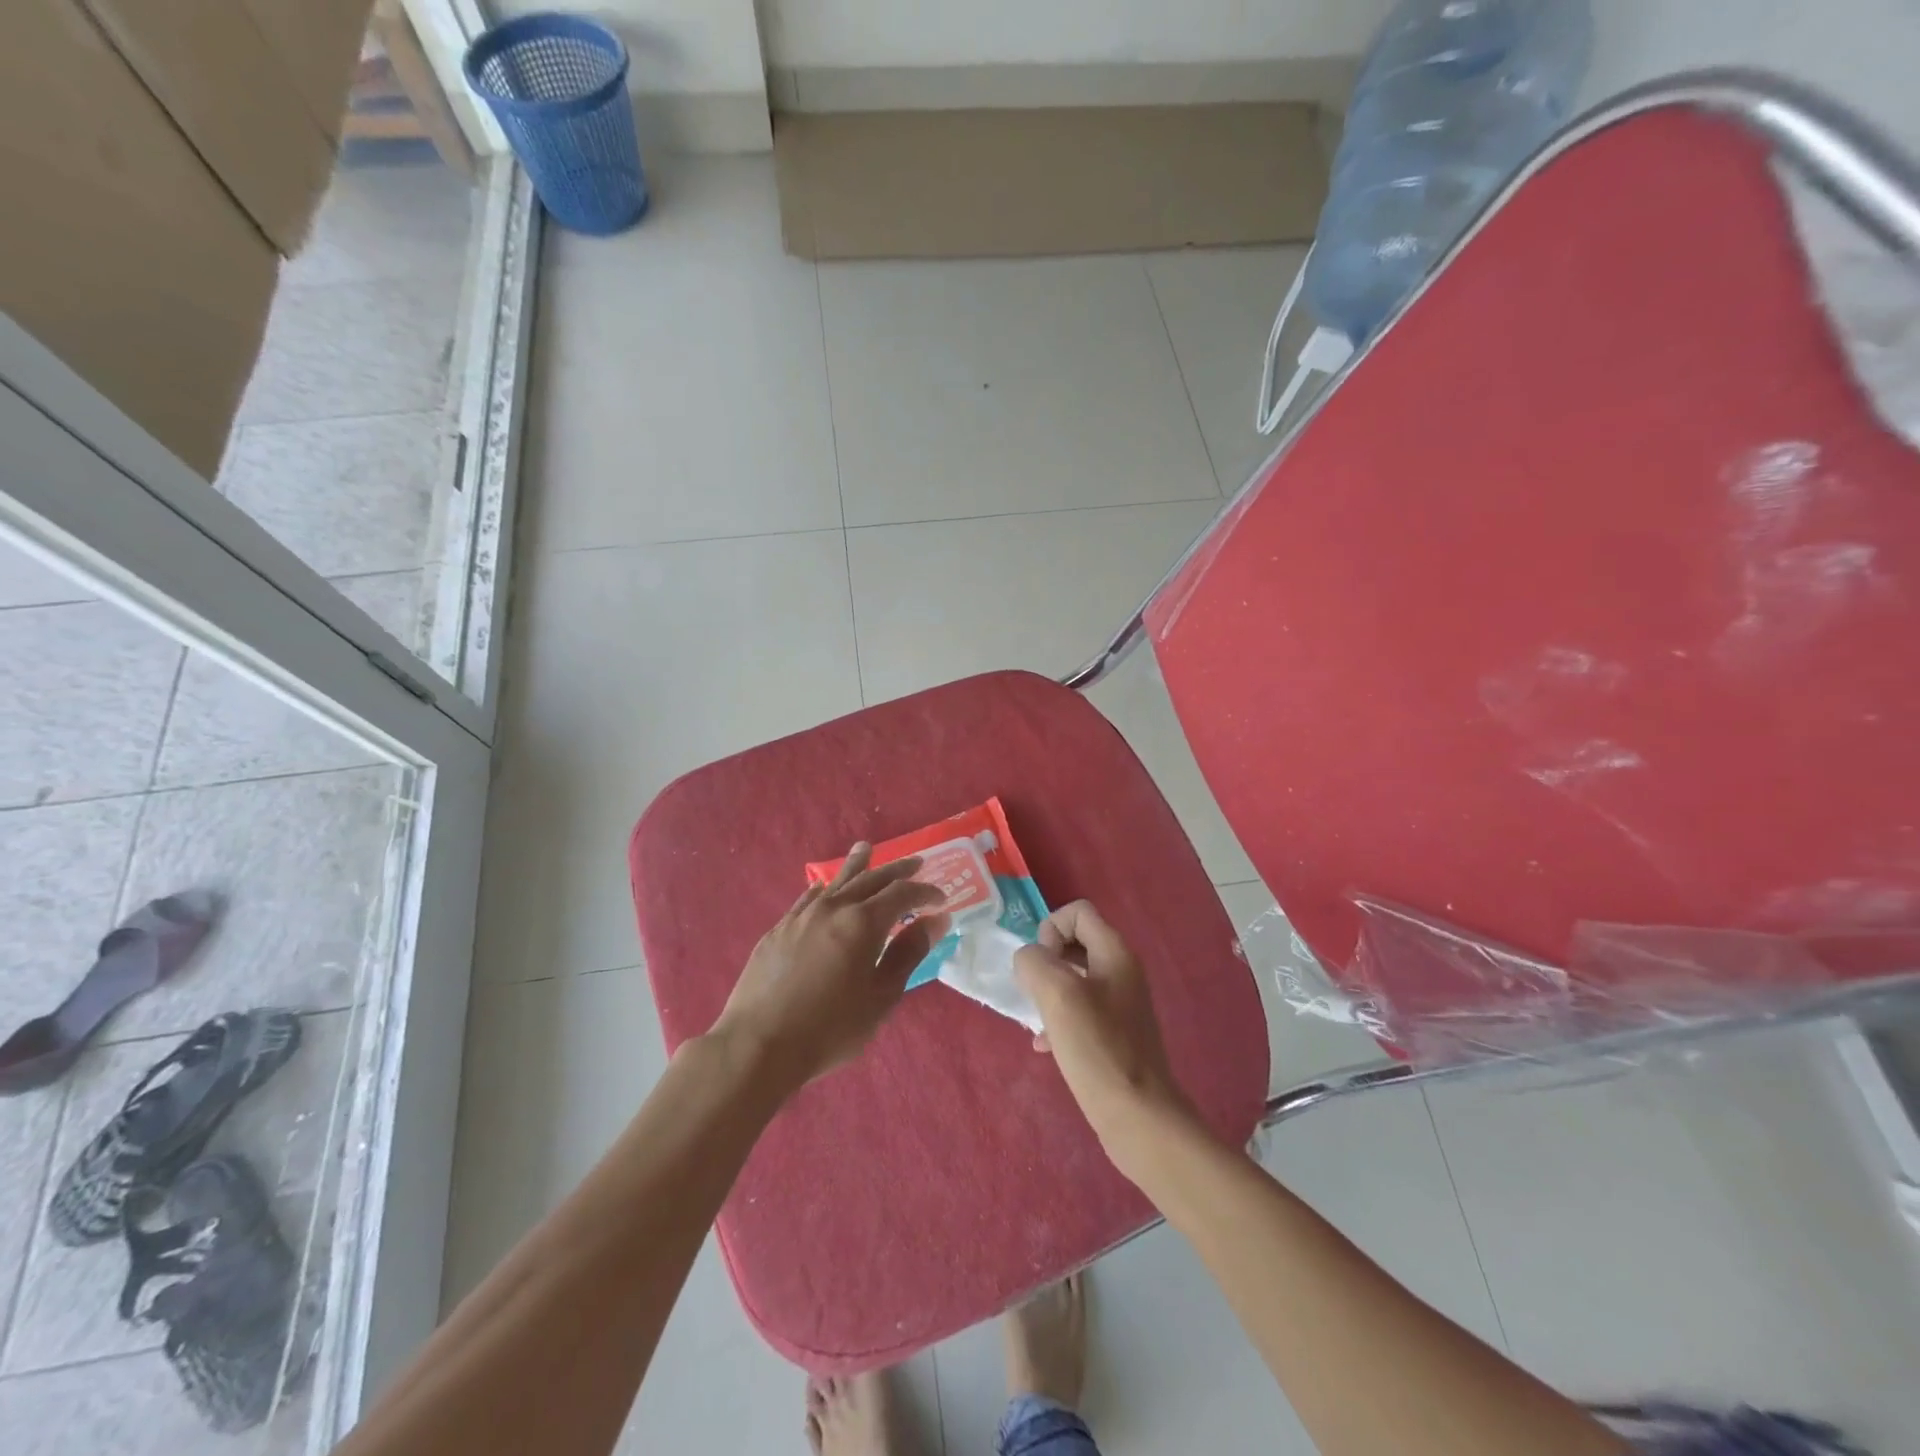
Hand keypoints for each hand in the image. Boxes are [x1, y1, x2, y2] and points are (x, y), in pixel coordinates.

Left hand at [712, 843, 948, 1090]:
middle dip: (897, 871)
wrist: (758, 1044)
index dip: (924, 892)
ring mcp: (801, 916)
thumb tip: (935, 920)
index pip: (901, 893)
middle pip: (870, 879)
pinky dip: (824, 889)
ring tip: (866, 849)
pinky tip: (824, 889)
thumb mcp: (881, 996)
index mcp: (863, 922)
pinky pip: (808, 898)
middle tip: (917, 863)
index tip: (941, 900)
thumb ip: (909, 953)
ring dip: (856, 865)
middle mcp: (833, 908)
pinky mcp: (779, 930)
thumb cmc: (830, 1028)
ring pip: (835, 882)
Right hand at [1014, 901, 1197, 1180]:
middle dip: (1046, 961)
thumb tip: (1029, 960)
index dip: (1050, 928)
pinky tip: (1046, 1045)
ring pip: (1074, 979)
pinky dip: (1059, 1019)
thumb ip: (1035, 963)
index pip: (1078, 912)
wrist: (1138, 1117)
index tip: (1041, 964)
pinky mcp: (1116, 1034)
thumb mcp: (1058, 994)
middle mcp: (1122, 971)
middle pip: (1075, 942)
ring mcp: (1121, 1003)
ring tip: (1036, 1019)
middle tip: (1033, 991)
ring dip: (1048, 991)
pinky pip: (1079, 1010)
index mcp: (1115, 953)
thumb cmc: (1098, 1049)